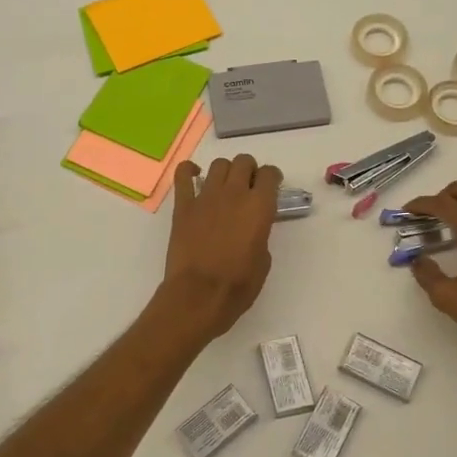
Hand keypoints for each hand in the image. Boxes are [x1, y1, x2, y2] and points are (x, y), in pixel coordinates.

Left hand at [159, 154, 282, 342]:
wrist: (199, 295)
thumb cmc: (238, 285)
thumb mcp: (263, 260)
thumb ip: (260, 234)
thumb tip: (251, 228)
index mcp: (259, 207)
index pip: (270, 174)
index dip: (272, 177)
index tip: (271, 186)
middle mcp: (234, 194)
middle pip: (244, 162)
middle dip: (249, 170)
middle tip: (248, 187)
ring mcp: (206, 197)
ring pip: (219, 164)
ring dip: (226, 171)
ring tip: (225, 186)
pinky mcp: (183, 205)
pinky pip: (183, 175)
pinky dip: (189, 171)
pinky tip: (194, 177)